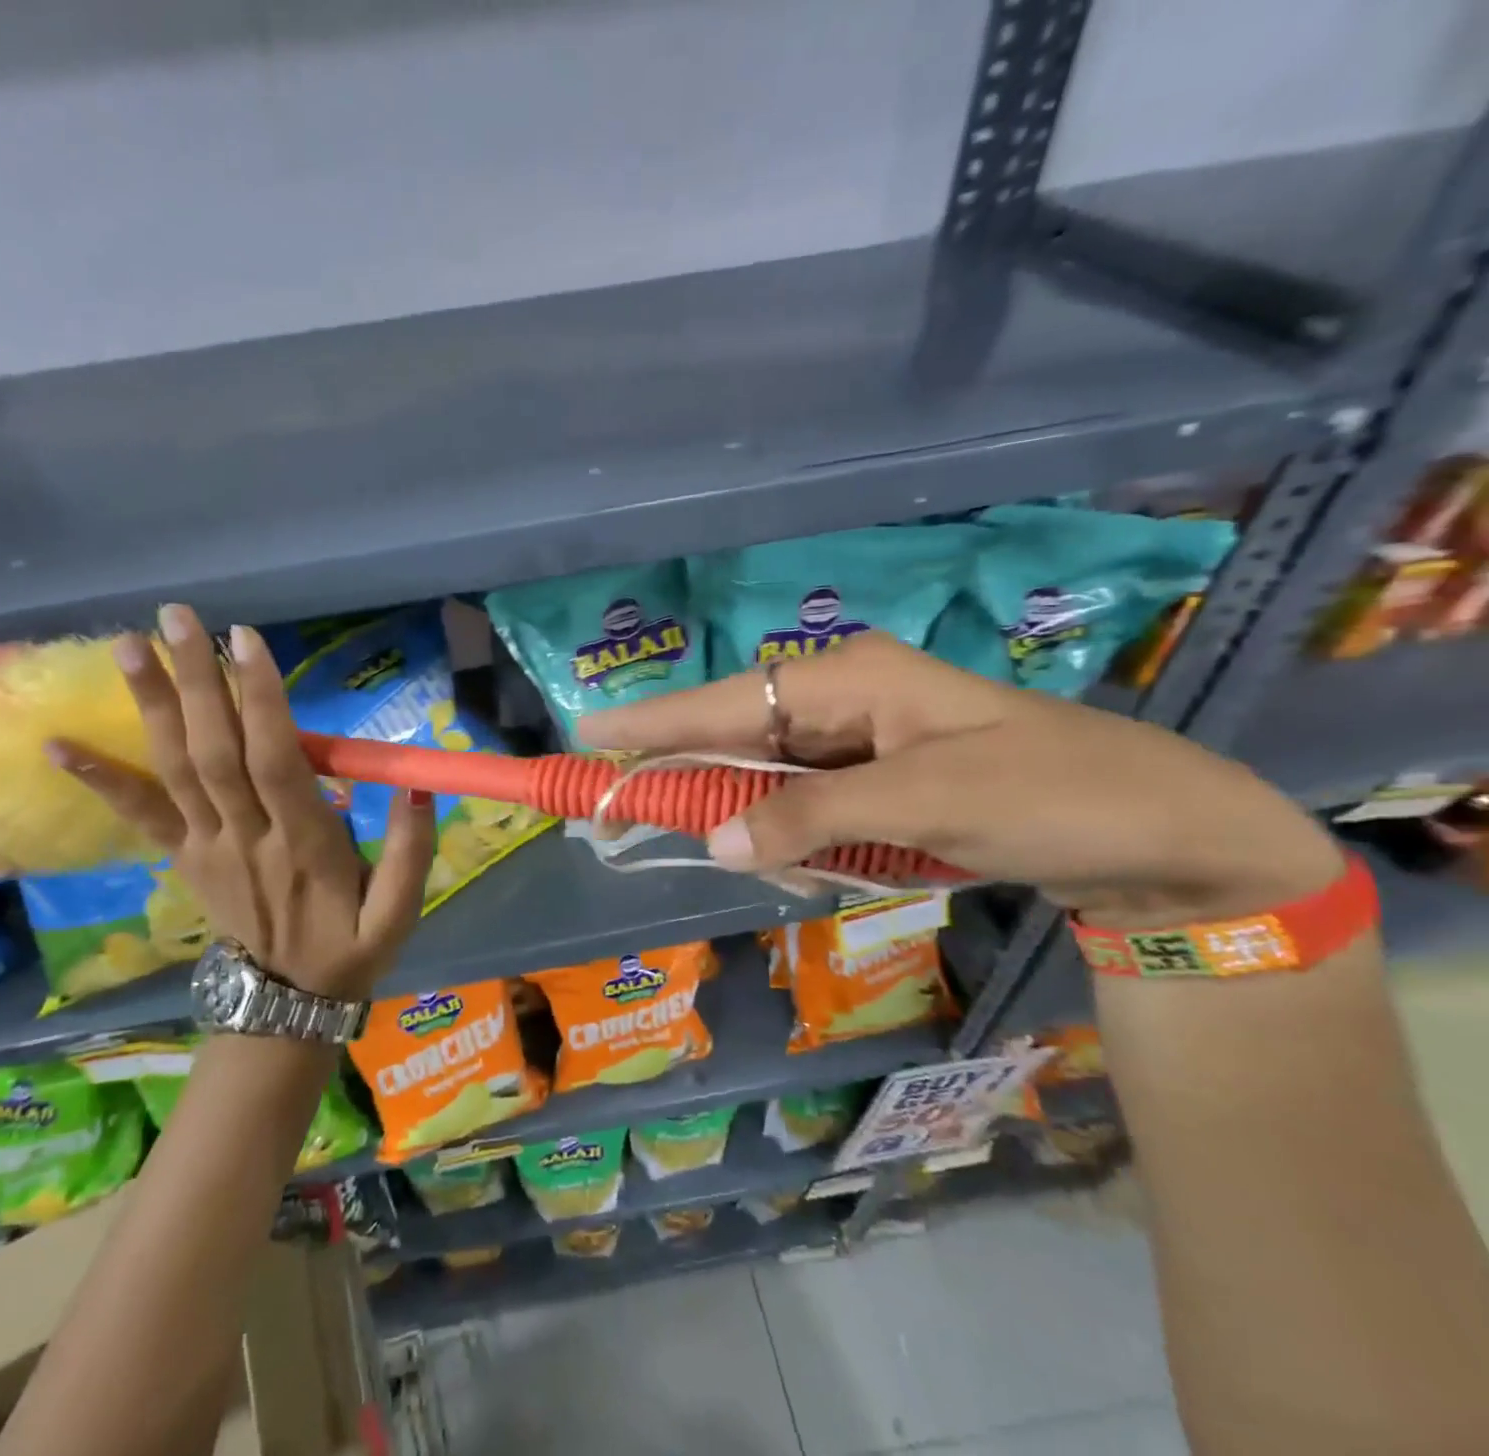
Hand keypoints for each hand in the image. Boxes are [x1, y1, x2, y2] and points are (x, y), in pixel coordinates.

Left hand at [47, 606, 434, 999]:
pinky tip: (58, 743)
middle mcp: (246, 837)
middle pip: (215, 752)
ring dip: (150, 706)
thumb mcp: (400, 912)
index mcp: (304, 845)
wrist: (287, 1002)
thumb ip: (411, 851)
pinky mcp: (184, 857)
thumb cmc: (352, 947)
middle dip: (194, 681)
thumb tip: (417, 786)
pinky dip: (101, 779)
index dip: (259, 701)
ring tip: (124, 644)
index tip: (245, 640)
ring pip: (175, 770)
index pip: (276, 762)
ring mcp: (207, 847)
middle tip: (174, 616)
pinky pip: (141, 816)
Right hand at [578, 631, 1341, 928]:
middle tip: (628, 815)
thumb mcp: (927, 802)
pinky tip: (814, 870)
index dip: (655, 720)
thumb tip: (712, 841)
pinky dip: (795, 842)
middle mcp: (843, 700)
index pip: (728, 700)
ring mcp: (860, 742)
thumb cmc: (1050, 795)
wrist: (1159, 832)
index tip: (588, 731)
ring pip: (767, 781)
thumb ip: (811, 816)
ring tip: (782, 869)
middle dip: (692, 782)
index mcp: (849, 679)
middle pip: (737, 739)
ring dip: (752, 825)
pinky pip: (805, 808)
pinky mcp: (876, 781)